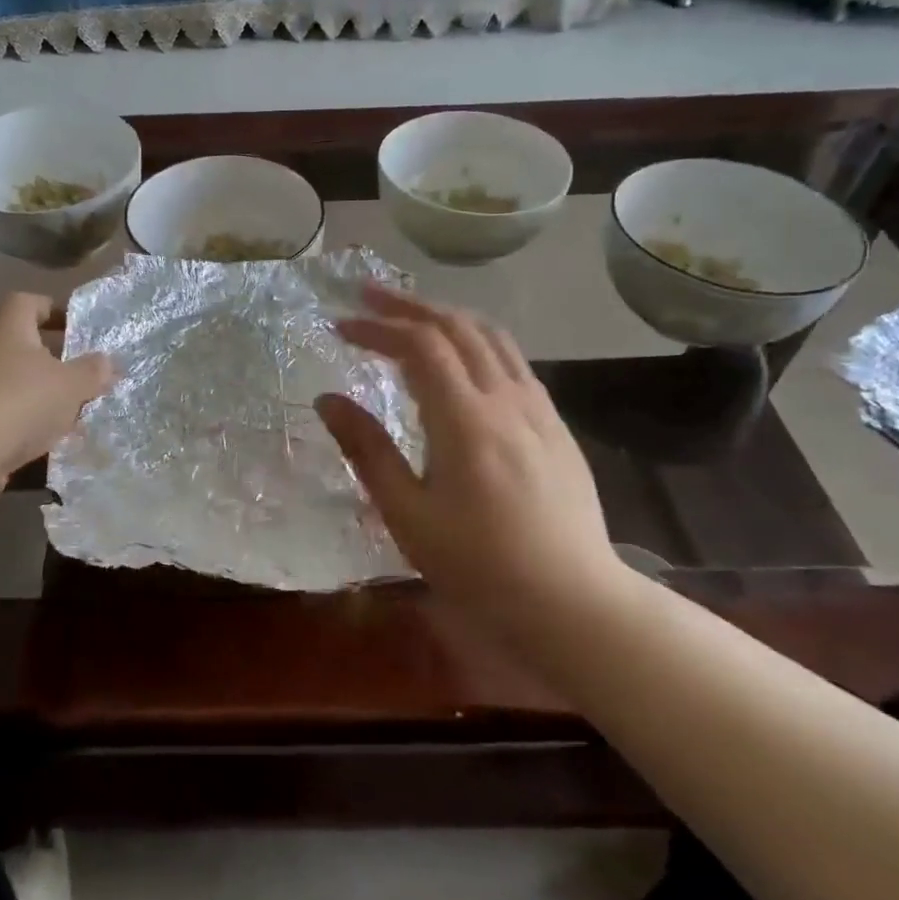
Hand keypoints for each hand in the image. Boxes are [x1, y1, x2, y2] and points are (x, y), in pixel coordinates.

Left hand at [0, 293, 112, 481]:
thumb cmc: (18, 402)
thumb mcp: (69, 384)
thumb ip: (92, 371)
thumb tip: (108, 360)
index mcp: (10, 329)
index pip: (29, 302)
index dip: (55, 308)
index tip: (81, 326)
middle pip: (26, 346)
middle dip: (58, 359)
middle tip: (89, 374)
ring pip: (20, 384)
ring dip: (47, 396)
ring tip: (80, 412)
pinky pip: (10, 416)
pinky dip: (32, 424)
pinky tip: (54, 441)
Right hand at [316, 286, 627, 620]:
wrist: (572, 602)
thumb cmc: (479, 566)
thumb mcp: (407, 515)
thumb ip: (367, 450)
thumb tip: (327, 400)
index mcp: (465, 419)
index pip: (420, 345)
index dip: (377, 327)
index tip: (340, 327)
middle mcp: (506, 399)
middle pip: (457, 326)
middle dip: (409, 305)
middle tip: (367, 297)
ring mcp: (538, 409)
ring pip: (492, 337)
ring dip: (446, 316)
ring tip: (411, 316)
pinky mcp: (555, 425)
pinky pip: (513, 361)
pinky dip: (477, 342)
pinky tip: (462, 361)